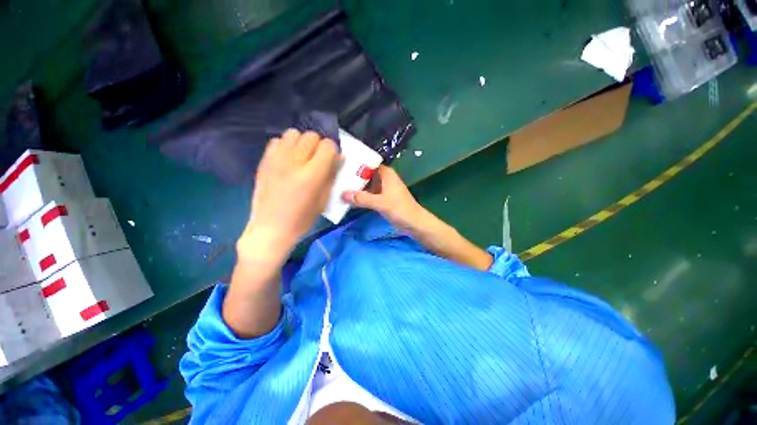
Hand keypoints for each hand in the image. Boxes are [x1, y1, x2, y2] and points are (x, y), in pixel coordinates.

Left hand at [238, 129, 338, 262]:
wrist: (271, 227)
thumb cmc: (302, 219)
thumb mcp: (324, 200)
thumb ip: (332, 176)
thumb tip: (340, 158)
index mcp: (312, 175)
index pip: (328, 146)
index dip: (333, 151)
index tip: (332, 160)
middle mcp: (294, 162)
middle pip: (311, 136)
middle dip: (318, 145)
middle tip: (318, 159)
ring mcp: (276, 159)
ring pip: (293, 133)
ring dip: (302, 142)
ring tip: (302, 157)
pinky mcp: (264, 161)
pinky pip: (277, 140)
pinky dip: (286, 145)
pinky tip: (287, 159)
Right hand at [342, 166, 423, 230]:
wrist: (414, 223)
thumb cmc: (400, 209)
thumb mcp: (380, 203)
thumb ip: (362, 198)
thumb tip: (342, 194)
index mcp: (386, 173)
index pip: (368, 163)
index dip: (355, 163)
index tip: (340, 165)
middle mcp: (384, 178)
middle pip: (365, 174)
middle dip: (352, 177)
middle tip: (335, 177)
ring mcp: (383, 189)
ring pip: (366, 185)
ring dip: (356, 187)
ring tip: (338, 187)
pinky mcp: (382, 198)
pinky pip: (369, 194)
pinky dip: (361, 196)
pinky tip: (348, 198)